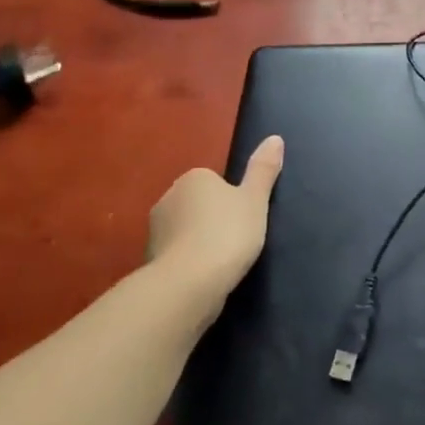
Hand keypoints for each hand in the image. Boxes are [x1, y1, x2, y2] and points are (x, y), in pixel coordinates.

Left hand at [146, 135, 283, 300]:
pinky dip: (188, 264)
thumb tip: (275, 138)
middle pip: (197, 205)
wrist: (187, 286)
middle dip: (212, 219)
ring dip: (198, 243)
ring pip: (184, 231)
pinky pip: (175, 256)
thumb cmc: (226, 234)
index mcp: (193, 178)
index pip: (214, 181)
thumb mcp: (255, 200)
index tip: (244, 218)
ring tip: (221, 263)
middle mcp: (168, 199)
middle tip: (236, 240)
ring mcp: (154, 232)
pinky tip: (203, 279)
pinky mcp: (149, 262)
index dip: (232, 199)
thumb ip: (263, 170)